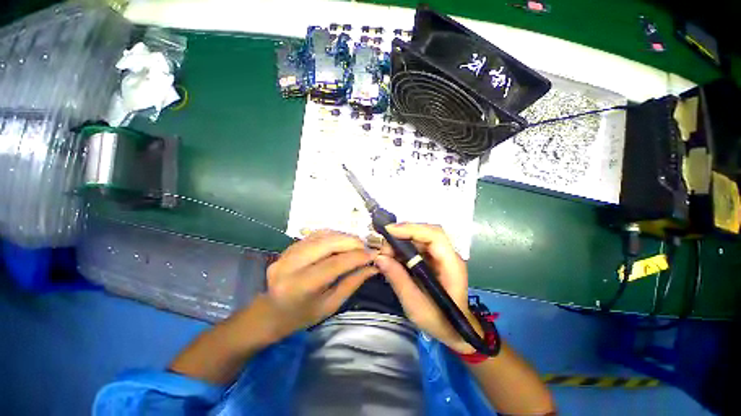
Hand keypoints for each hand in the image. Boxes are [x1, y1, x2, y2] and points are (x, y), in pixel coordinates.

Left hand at [263, 230, 377, 340]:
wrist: (271, 312)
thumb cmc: (302, 315)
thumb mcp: (331, 305)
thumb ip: (352, 283)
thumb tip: (373, 267)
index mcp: (300, 286)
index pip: (334, 264)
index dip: (356, 257)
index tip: (374, 254)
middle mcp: (290, 265)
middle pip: (327, 243)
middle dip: (351, 242)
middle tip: (366, 246)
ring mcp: (287, 253)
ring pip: (321, 235)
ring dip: (343, 237)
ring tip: (357, 244)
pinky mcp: (289, 247)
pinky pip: (315, 235)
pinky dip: (332, 235)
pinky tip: (342, 241)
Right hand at [374, 223, 481, 353]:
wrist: (453, 331)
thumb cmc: (439, 321)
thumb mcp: (415, 305)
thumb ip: (398, 279)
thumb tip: (380, 258)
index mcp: (451, 265)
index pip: (435, 236)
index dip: (413, 229)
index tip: (390, 231)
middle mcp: (449, 255)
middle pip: (427, 232)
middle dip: (404, 233)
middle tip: (384, 242)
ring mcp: (442, 256)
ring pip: (421, 237)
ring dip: (402, 240)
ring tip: (385, 250)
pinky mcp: (434, 259)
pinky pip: (418, 246)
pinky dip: (404, 248)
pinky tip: (393, 254)